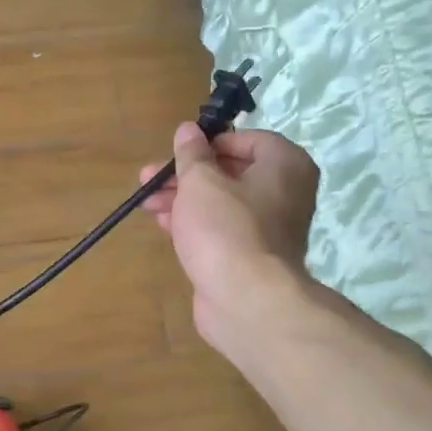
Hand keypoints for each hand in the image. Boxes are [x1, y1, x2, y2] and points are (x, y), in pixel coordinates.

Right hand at [141, 123, 319, 357]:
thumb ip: (192, 154)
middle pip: (229, 173)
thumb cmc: (225, 228)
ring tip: (146, 202)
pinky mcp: (251, 256)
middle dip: (185, 175)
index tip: (178, 153)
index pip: (246, 140)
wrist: (245, 300)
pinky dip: (194, 224)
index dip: (208, 144)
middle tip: (149, 178)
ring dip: (182, 199)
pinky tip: (164, 224)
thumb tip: (188, 130)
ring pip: (221, 203)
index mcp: (285, 165)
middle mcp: (285, 193)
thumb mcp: (200, 182)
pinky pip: (221, 229)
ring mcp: (269, 228)